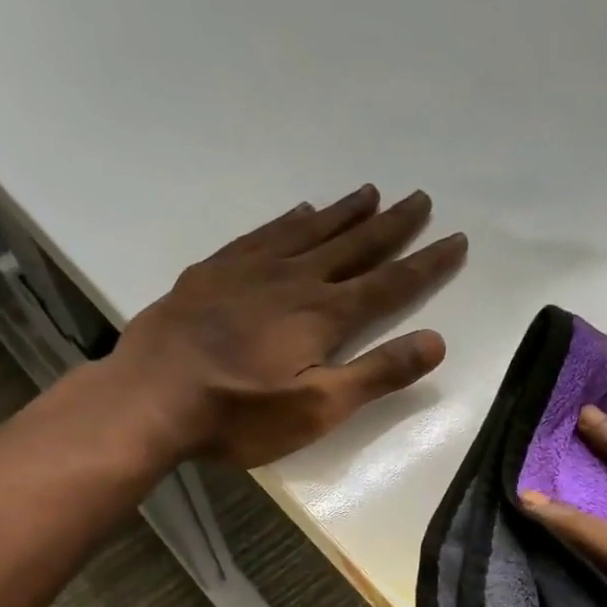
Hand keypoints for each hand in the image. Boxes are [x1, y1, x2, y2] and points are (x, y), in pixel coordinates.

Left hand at [111, 185, 466, 467]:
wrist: (150, 398)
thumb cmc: (238, 414)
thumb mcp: (317, 408)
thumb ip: (376, 374)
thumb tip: (436, 342)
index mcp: (324, 315)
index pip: (389, 283)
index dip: (426, 263)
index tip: (456, 240)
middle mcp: (294, 280)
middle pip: (354, 246)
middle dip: (392, 225)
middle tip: (420, 199)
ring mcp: (250, 270)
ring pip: (310, 230)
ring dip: (345, 213)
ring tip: (370, 192)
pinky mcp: (214, 272)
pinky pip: (263, 234)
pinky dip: (289, 220)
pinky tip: (298, 211)